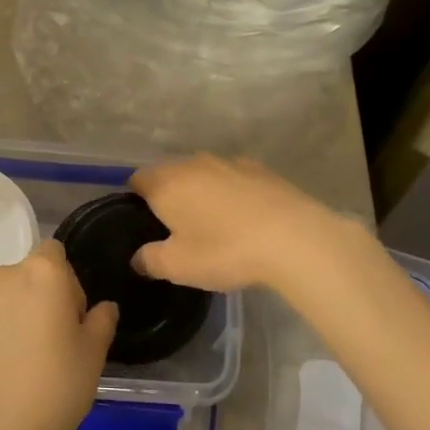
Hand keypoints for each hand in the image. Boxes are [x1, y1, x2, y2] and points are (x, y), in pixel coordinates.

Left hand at [0, 240, 116, 429]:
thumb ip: (102, 319)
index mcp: (42, 272)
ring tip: (15, 359)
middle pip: (24, 276)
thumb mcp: (95, 353)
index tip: (70, 316)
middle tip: (47, 340)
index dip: (66, 281)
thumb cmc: (57, 385)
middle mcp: (1, 276)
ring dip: (7, 316)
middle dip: (35, 297)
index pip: (54, 253)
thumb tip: (103, 308)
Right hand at [130, 154, 349, 292]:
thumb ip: (150, 260)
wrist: (293, 238)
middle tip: (178, 229)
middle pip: (170, 174)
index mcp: (166, 184)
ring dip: (202, 192)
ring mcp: (228, 162)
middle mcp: (192, 164)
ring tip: (214, 224)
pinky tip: (244, 217)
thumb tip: (137, 258)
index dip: (136, 199)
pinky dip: (231, 192)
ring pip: (203, 174)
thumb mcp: (178, 267)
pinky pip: (233, 178)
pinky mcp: (259, 168)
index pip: (138, 179)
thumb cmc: (224, 250)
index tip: (144, 223)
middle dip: (170, 195)